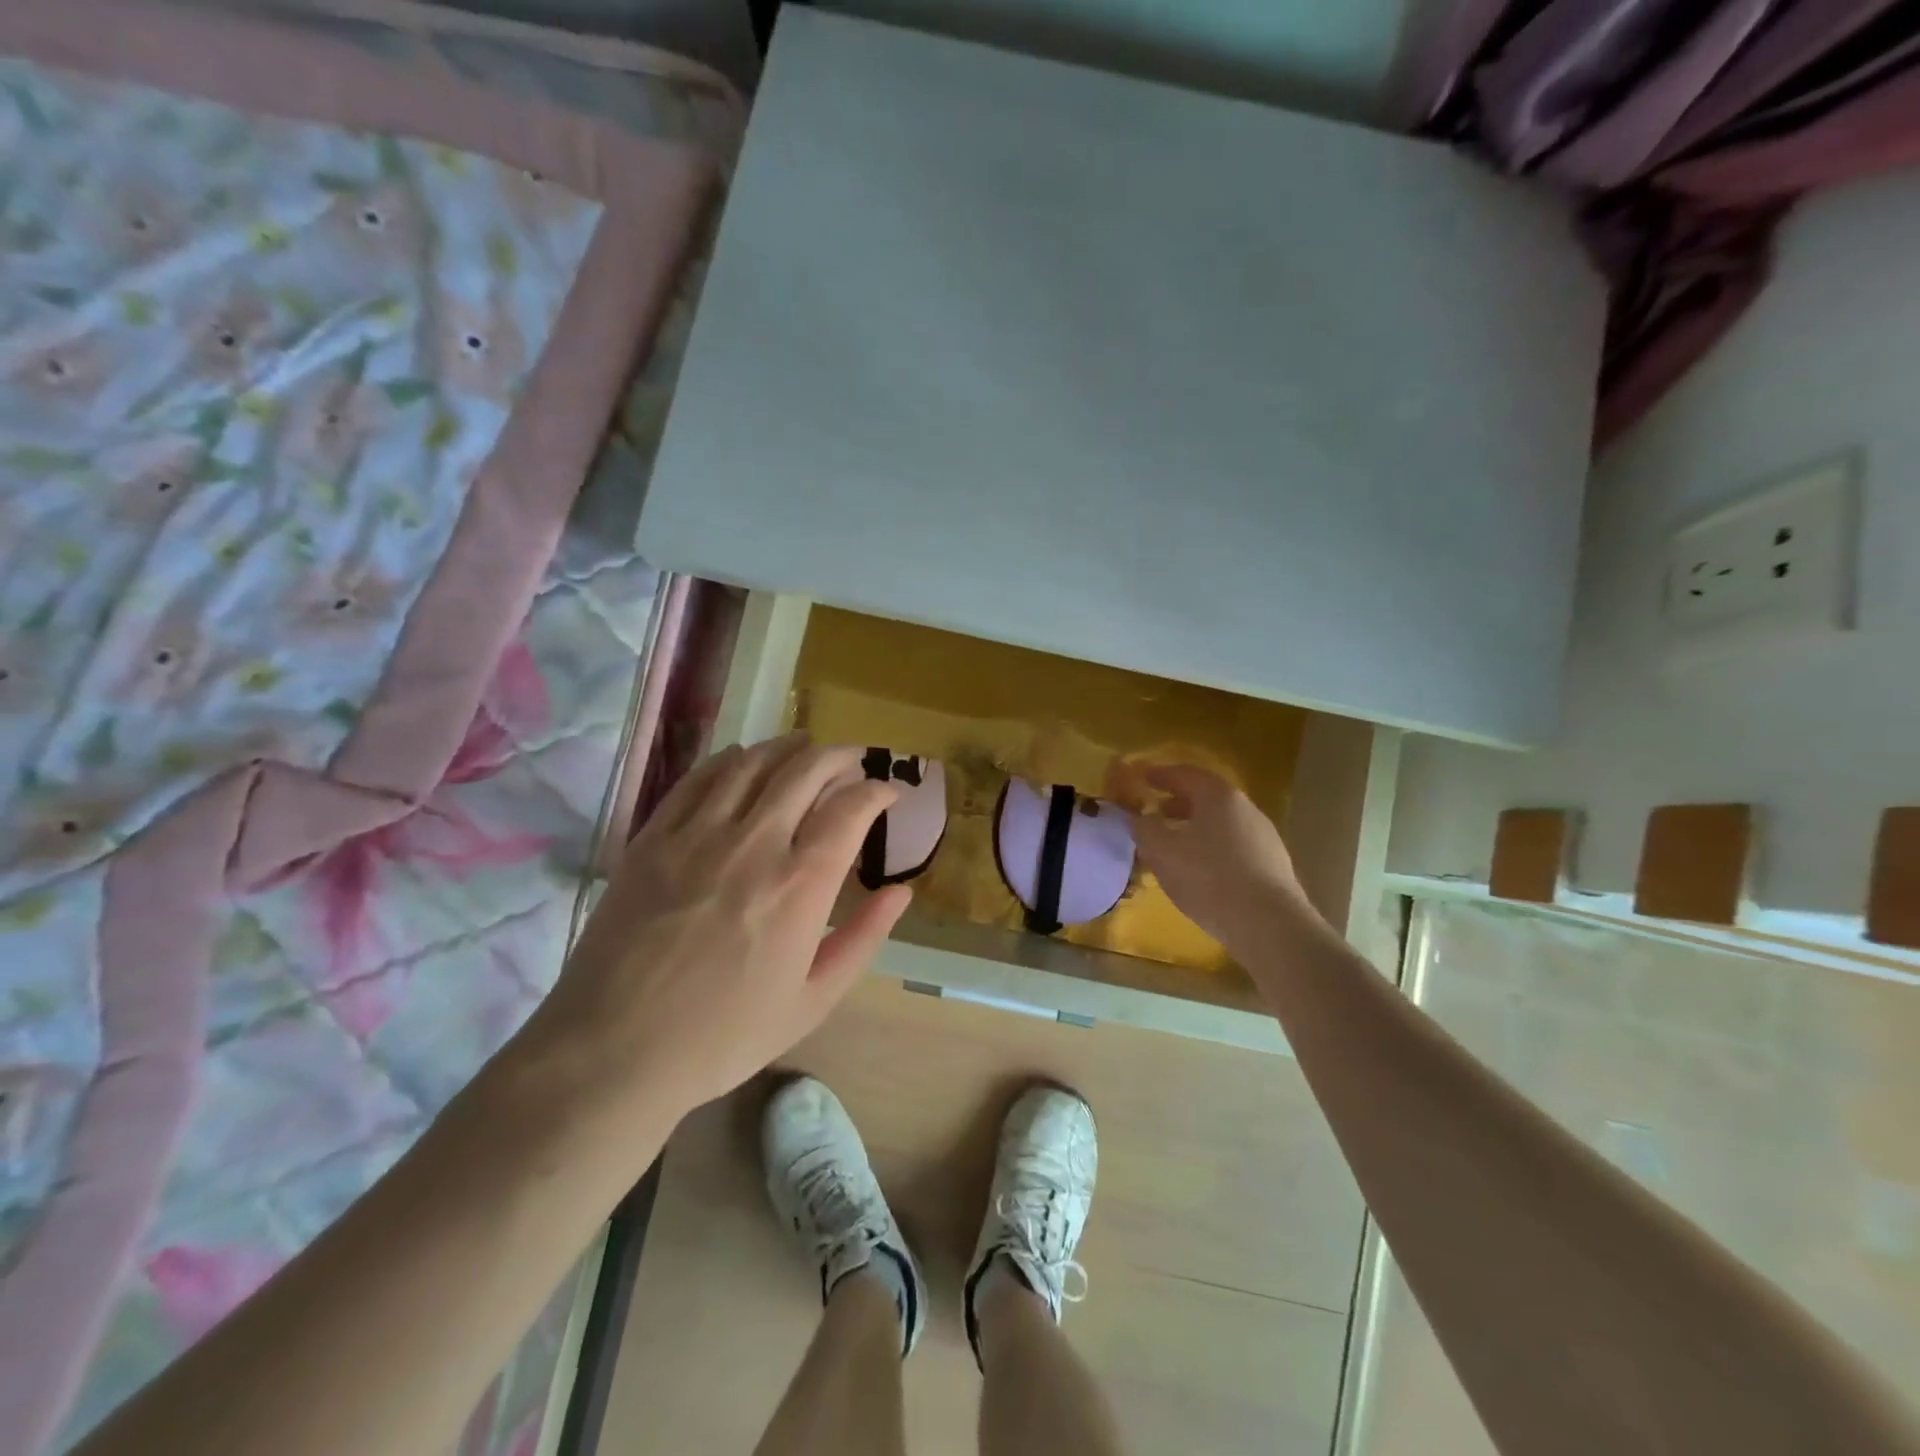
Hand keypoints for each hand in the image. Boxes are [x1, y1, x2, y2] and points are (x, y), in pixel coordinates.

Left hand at [528, 736, 911, 1119]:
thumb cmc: (723, 1035)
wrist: (613, 1050)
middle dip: (839, 756)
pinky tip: (742, 759)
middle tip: (854, 761)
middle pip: (805, 770)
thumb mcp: (813, 1001)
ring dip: (788, 746)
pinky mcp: (653, 838)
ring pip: (753, 763)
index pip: (850, 808)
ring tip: (805, 747)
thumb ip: (863, 939)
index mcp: (800, 885)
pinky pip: (699, 778)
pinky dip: (730, 759)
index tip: (888, 792)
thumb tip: (902, 892)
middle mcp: (754, 844)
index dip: (877, 790)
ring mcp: (697, 835)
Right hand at [1109, 761, 1318, 952]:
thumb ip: (1144, 828)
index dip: (1159, 774)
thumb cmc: (1209, 878)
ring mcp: (1264, 837)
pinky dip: (1211, 849)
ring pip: (1220, 824)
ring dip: (1194, 828)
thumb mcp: (1162, 851)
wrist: (1269, 925)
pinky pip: (1233, 847)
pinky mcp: (1272, 866)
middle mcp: (1246, 809)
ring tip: (1172, 846)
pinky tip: (1199, 871)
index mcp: (1219, 796)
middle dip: (1176, 803)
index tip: (1140, 777)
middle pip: (1206, 798)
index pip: (1185, 774)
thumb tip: (1137, 817)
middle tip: (1153, 812)